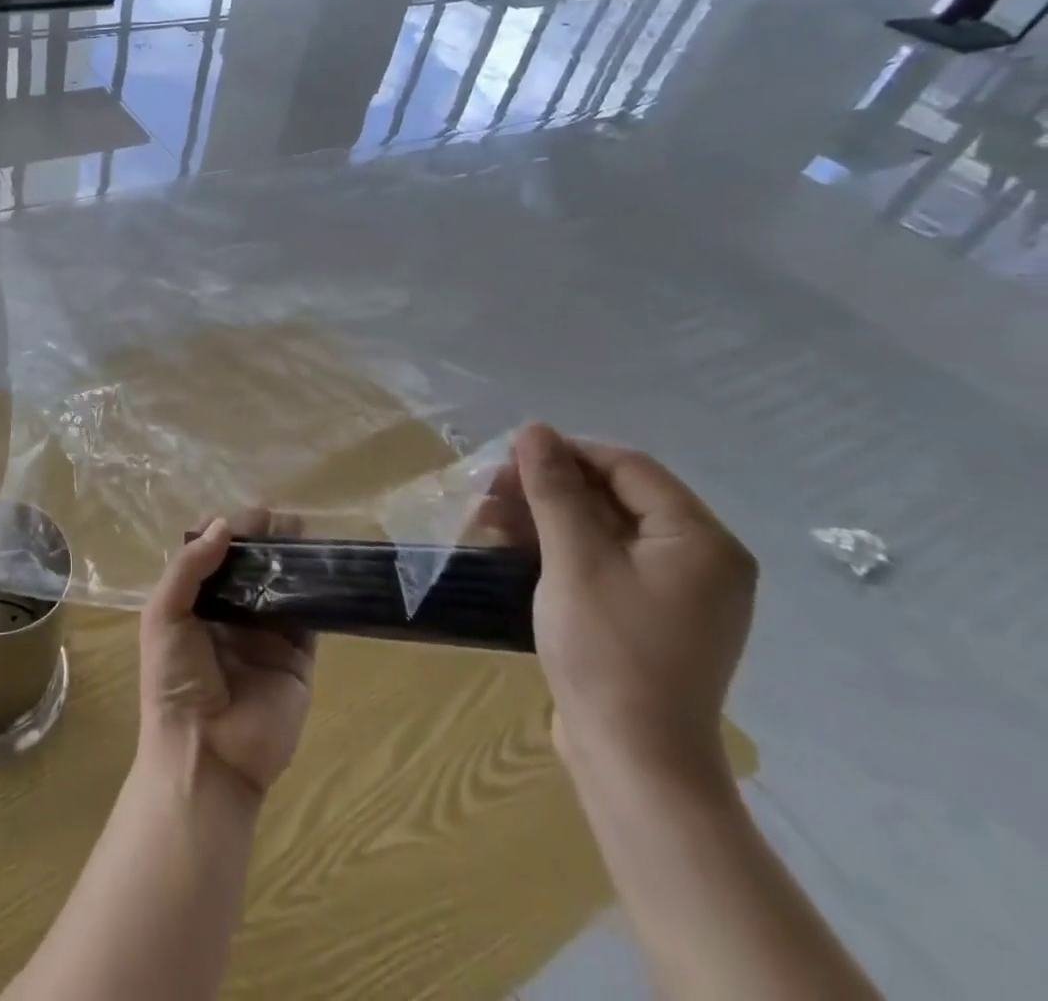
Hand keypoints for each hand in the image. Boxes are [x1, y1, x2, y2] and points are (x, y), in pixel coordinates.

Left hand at [138, 517, 316, 800]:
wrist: (206, 753)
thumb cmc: (173, 679)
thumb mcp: (164, 614)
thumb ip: (189, 567)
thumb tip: (221, 524)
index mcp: (194, 605)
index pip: (210, 557)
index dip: (225, 531)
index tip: (245, 513)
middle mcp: (230, 616)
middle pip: (249, 567)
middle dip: (263, 539)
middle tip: (280, 516)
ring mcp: (265, 636)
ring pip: (280, 586)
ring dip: (290, 558)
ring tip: (302, 529)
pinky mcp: (297, 657)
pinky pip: (309, 617)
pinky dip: (316, 590)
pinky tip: (322, 564)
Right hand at [489, 424, 756, 787]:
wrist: (634, 759)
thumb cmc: (608, 649)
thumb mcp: (573, 559)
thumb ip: (554, 489)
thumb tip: (533, 428)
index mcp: (700, 540)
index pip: (628, 466)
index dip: (565, 452)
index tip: (505, 459)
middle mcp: (700, 558)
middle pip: (616, 495)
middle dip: (548, 486)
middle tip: (489, 490)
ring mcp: (676, 590)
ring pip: (604, 527)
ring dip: (545, 515)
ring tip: (487, 517)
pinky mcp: (650, 614)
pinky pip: (604, 559)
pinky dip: (559, 546)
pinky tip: (512, 546)